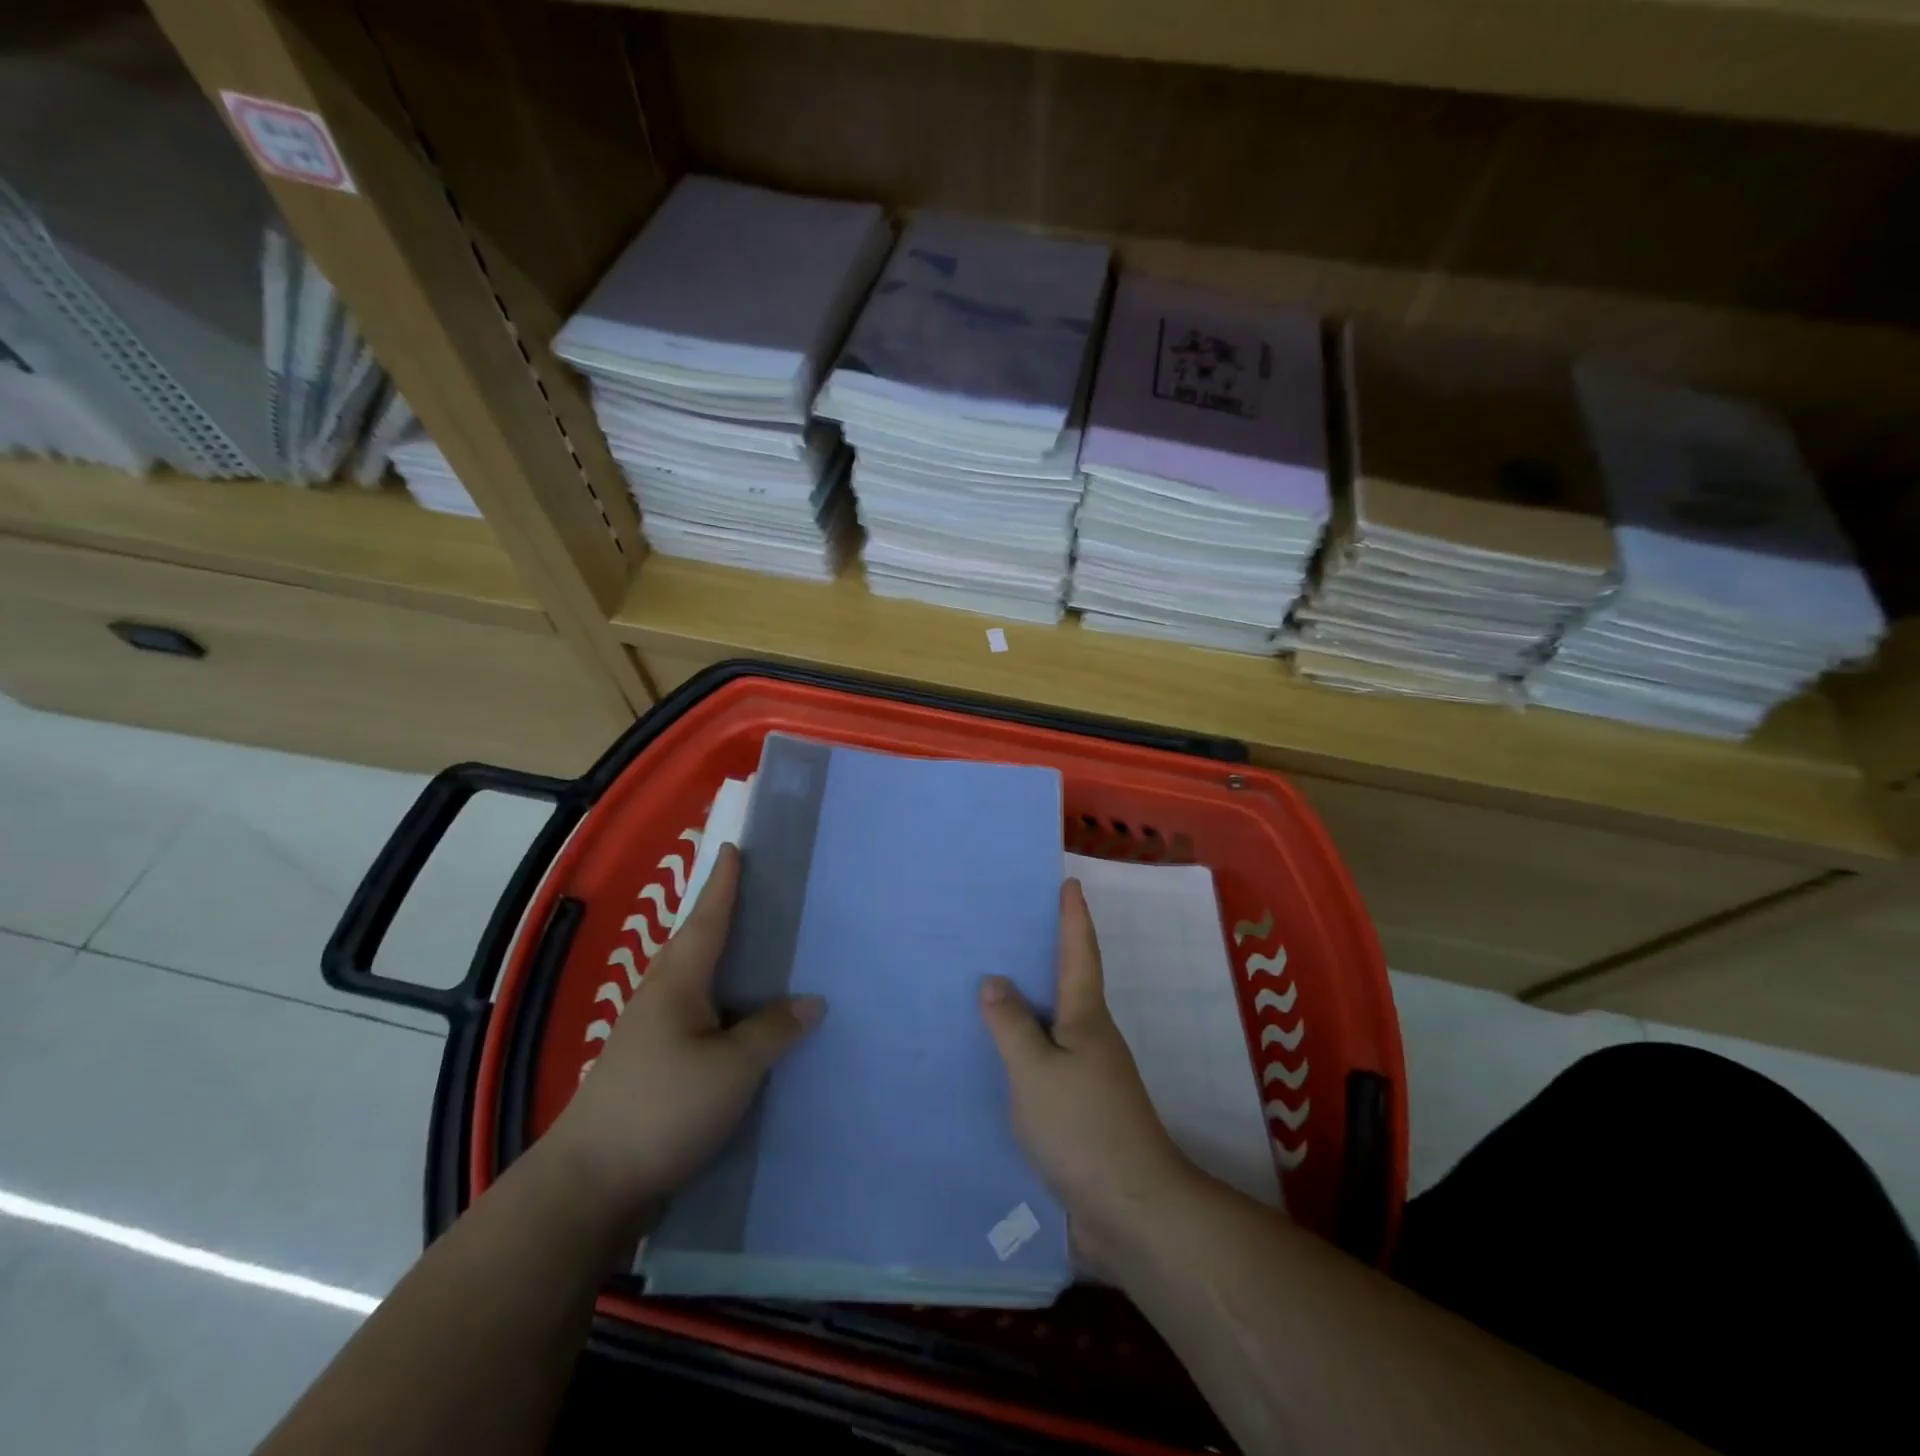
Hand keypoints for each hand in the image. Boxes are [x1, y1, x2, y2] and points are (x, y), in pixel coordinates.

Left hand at [543, 845, 823, 1222]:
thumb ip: (773, 1030)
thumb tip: (811, 1001)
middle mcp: (660, 998)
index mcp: (677, 983)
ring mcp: (650, 1035)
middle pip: (696, 945)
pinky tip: (742, 1022)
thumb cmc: (663, 1109)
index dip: (723, 884)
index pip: (708, 920)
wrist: (589, 1186)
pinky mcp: (652, 1068)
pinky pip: (696, 1018)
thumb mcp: (732, 1068)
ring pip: (695, 982)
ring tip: (759, 953)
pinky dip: (721, 1005)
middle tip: (755, 894)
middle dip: (721, 916)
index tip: (733, 849)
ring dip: (723, 962)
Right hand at [980, 879, 1194, 1275]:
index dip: (1074, 918)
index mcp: (1087, 1018)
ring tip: (992, 989)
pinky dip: (1026, 1049)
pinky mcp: (1081, 1112)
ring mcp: (1090, 1077)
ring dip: (1031, 1005)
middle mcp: (1093, 1039)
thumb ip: (1011, 1025)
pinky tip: (999, 1059)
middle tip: (1009, 929)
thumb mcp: (1036, 1071)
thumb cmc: (1083, 1127)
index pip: (1080, 953)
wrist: (1131, 1211)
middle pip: (1069, 985)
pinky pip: (1047, 1064)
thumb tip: (995, 980)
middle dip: (1046, 955)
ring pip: (1056, 1026)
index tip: (1070, 883)